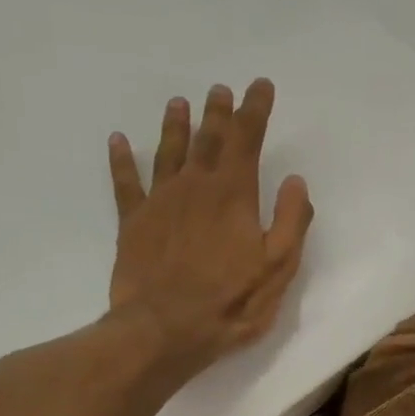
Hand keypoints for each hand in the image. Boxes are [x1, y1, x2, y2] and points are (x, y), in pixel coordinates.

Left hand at [107, 79, 313, 375]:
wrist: (165, 329)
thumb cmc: (230, 302)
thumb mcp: (278, 268)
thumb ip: (292, 221)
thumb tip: (296, 182)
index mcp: (234, 195)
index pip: (247, 140)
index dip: (255, 110)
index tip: (260, 86)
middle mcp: (195, 187)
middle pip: (208, 140)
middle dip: (218, 113)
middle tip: (220, 90)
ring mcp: (160, 202)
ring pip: (168, 152)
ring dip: (175, 126)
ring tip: (179, 103)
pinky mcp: (133, 223)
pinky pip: (125, 182)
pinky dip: (121, 159)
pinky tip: (118, 141)